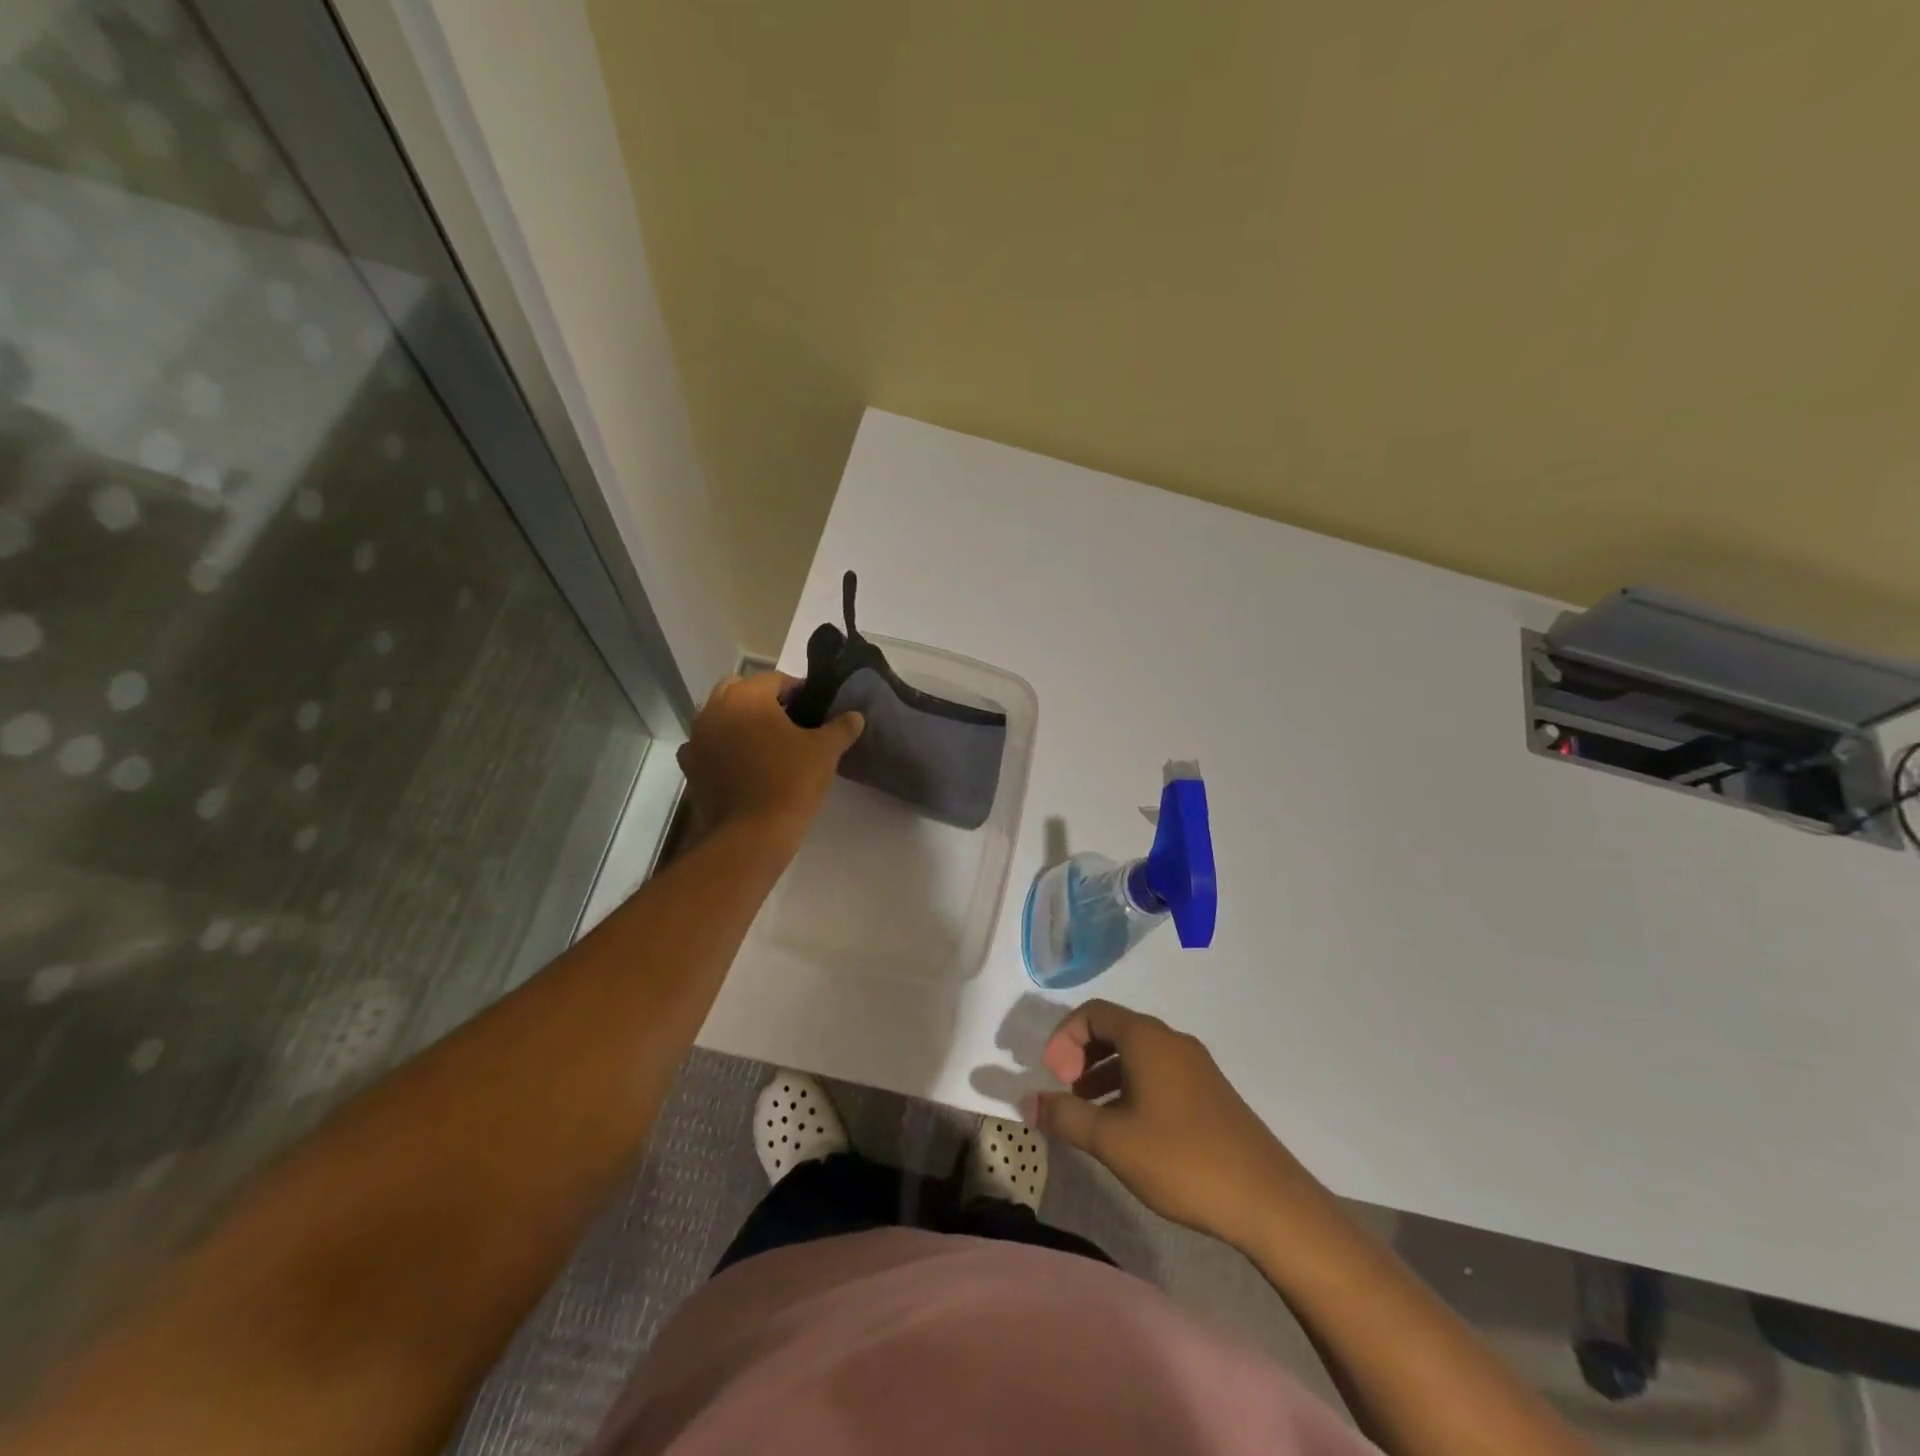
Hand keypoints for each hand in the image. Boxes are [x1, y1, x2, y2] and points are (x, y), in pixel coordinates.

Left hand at [676, 673, 862, 844]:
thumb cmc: (791, 782)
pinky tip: (741, 764)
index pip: (775, 680)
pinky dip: (721, 748)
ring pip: (719, 716)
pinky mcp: (690, 766)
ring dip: (739, 721)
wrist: (751, 835)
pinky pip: (707, 746)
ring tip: (766, 744)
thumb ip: (841, 727)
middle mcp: (714, 709)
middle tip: (789, 722)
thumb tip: (855, 716)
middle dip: (763, 700)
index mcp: (747, 696)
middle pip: (740, 690)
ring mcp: (697, 738)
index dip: (798, 691)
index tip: (815, 708)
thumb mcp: (825, 751)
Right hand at [1026, 1000, 1328, 1251]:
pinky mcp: (1209, 1091)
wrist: (1269, 1200)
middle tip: (1067, 1093)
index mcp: (1147, 1038)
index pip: (1093, 1013)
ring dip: (1104, 1074)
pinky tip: (1127, 1129)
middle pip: (1114, 1029)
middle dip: (1081, 1055)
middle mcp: (1171, 1040)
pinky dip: (1131, 1087)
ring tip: (1090, 1114)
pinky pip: (1158, 1072)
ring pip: (1137, 1053)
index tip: (1053, 1078)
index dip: (1064, 1038)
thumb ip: (1066, 1117)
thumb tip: (1026, 1101)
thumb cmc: (1182, 1160)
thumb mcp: (1113, 1141)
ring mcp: (1195, 1065)